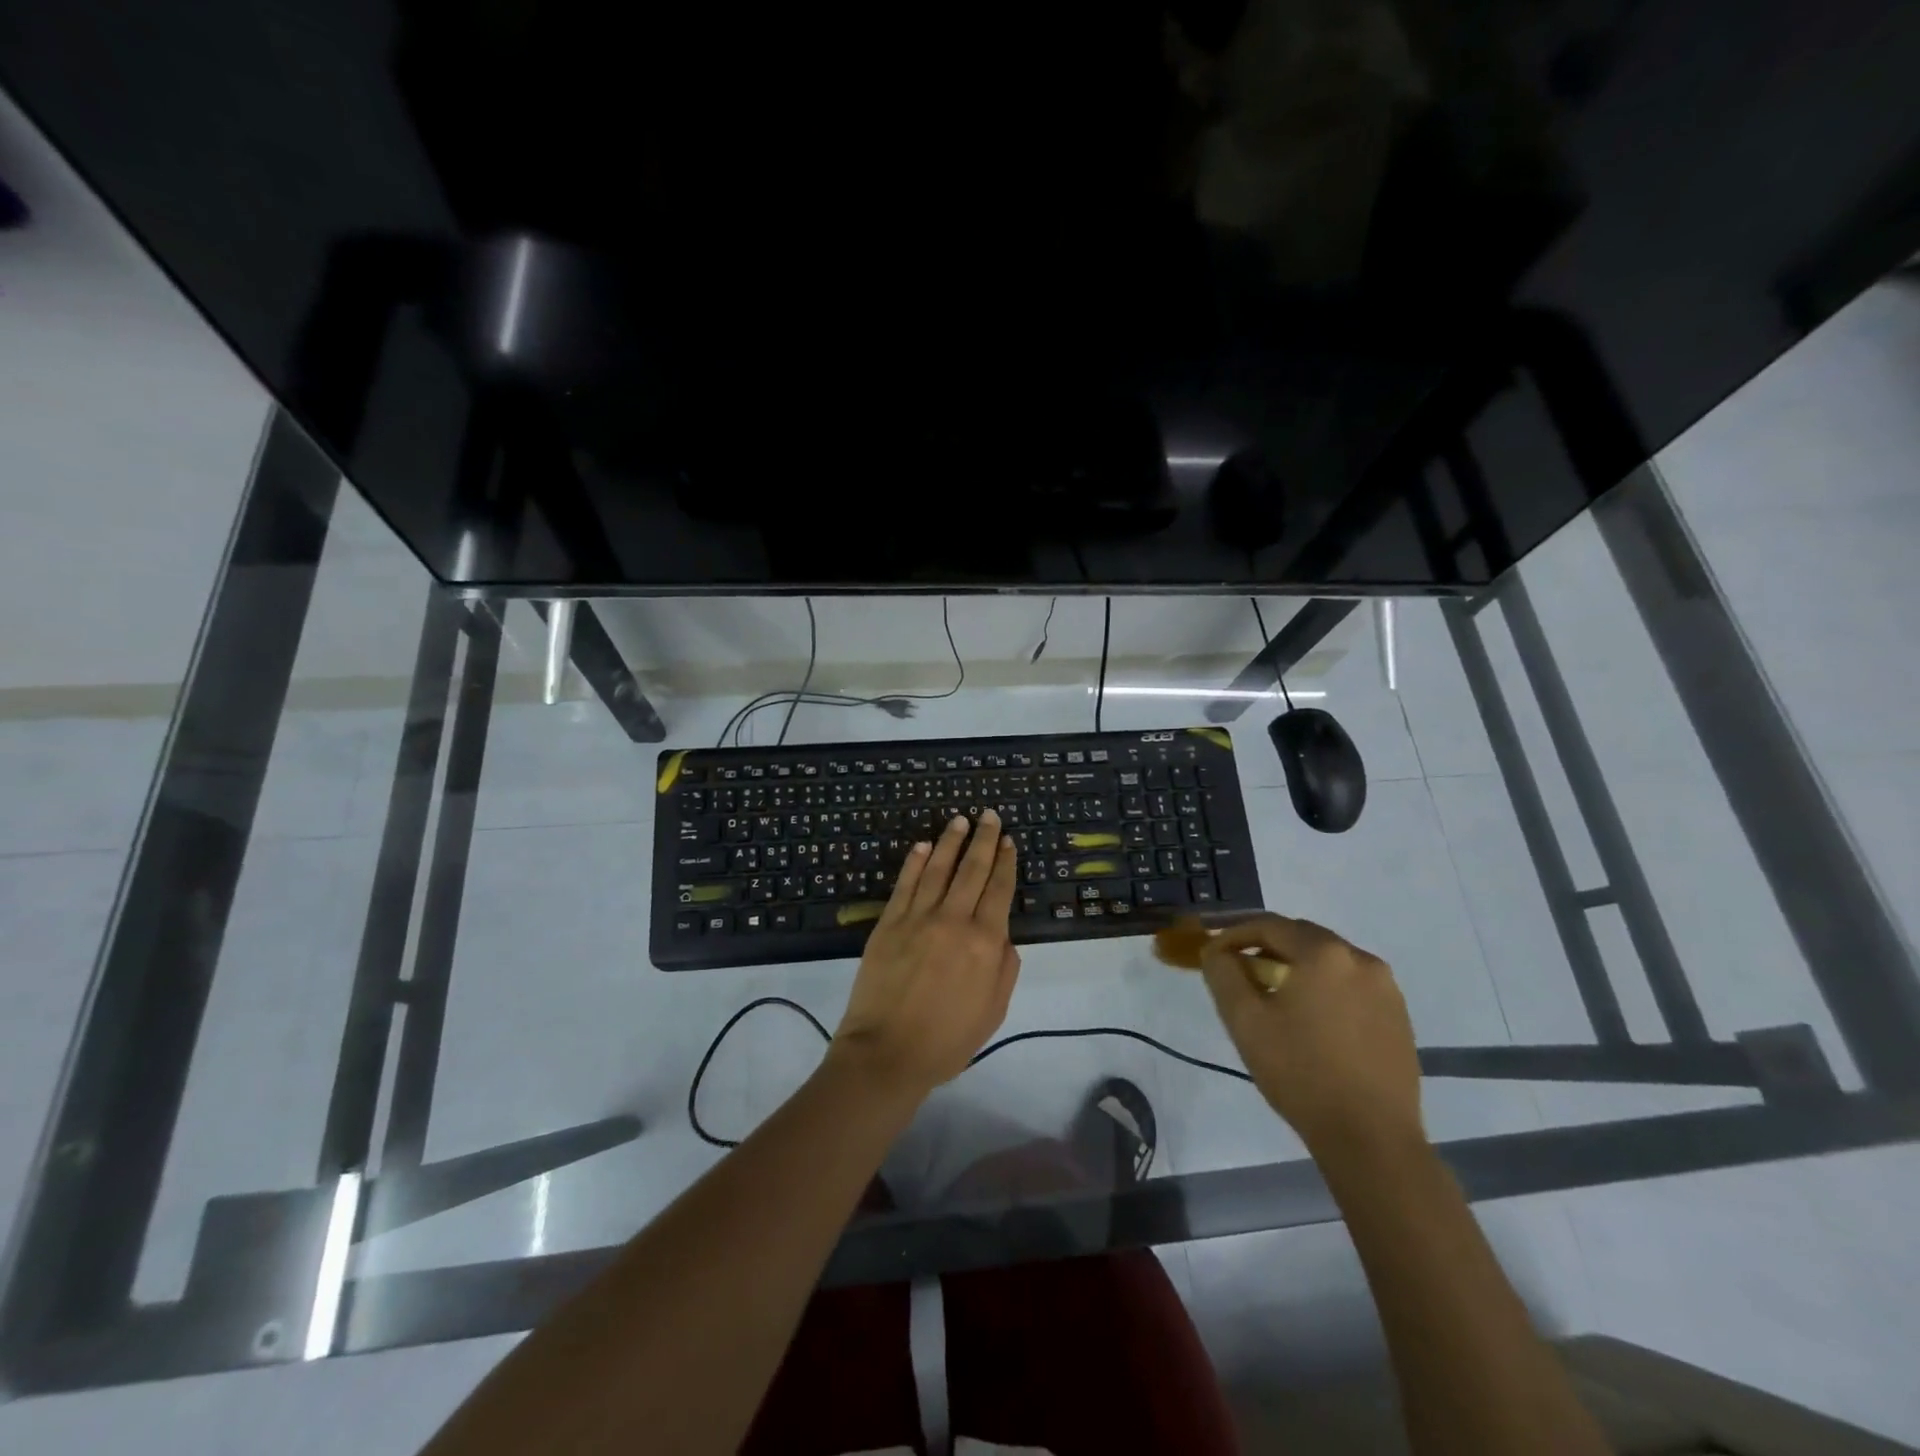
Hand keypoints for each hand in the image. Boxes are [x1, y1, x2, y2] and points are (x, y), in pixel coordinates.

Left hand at [832, 810, 1021, 1098]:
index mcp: (984, 942)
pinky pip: (904, 885)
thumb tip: (1003, 934)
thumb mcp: (993, 1010)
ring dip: (950, 842)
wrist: (887, 1053)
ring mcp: (918, 918)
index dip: (1006, 862)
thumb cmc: (947, 1040)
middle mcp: (954, 920)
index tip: (1009, 841)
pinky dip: (914, 863)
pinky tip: (921, 846)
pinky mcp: (888, 923)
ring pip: (938, 869)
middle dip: (984, 840)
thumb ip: (1004, 967)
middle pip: (972, 870)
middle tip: (989, 815)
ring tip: (959, 821)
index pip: (999, 890)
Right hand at [1199, 914, 1422, 1159]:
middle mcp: (1361, 959)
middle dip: (1267, 948)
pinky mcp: (1399, 1017)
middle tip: (1242, 974)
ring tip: (1276, 1000)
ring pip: (1329, 961)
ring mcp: (1387, 988)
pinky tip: (1313, 1022)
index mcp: (1323, 953)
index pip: (1268, 925)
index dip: (1234, 934)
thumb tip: (1217, 950)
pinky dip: (1325, 989)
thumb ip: (1223, 973)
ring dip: (1298, 968)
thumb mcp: (1245, 1020)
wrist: (1371, 1139)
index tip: (1213, 953)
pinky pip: (1352, 985)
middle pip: (1302, 937)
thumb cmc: (1300, 1073)